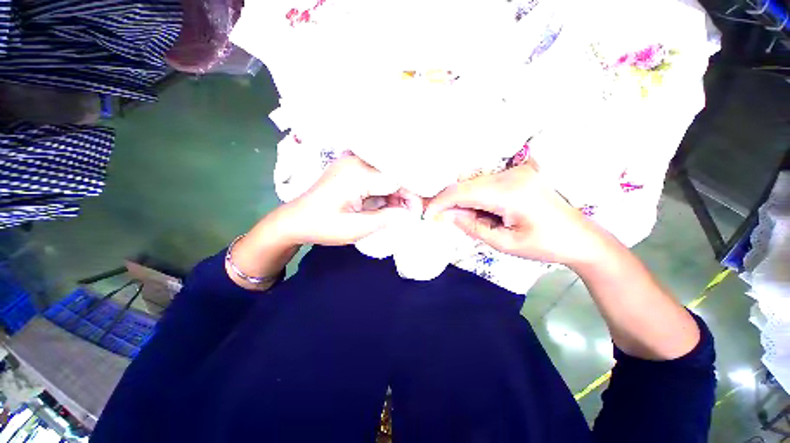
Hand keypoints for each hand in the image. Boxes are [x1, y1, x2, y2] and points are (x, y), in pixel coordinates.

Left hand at [278, 155, 415, 245]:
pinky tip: (387, 206)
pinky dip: (384, 192)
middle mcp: (356, 162)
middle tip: (409, 215)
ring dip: (395, 194)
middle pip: (392, 175)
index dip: (411, 196)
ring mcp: (352, 164)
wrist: (293, 221)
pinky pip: (376, 178)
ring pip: (386, 176)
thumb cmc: (322, 226)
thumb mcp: (356, 229)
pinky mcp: (350, 170)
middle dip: (405, 195)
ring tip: (399, 213)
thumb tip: (410, 214)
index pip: (396, 179)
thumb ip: (386, 219)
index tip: (417, 213)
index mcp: (357, 173)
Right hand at [425, 161, 609, 265]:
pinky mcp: (516, 173)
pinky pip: (484, 182)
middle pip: (465, 184)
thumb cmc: (545, 245)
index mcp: (510, 192)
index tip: (427, 215)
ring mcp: (515, 171)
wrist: (581, 237)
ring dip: (463, 200)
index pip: (462, 191)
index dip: (440, 202)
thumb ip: (471, 226)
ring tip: (470, 219)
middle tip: (445, 220)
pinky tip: (482, 211)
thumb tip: (444, 215)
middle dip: (450, 202)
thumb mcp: (503, 243)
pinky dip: (474, 196)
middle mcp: (511, 174)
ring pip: (473, 181)